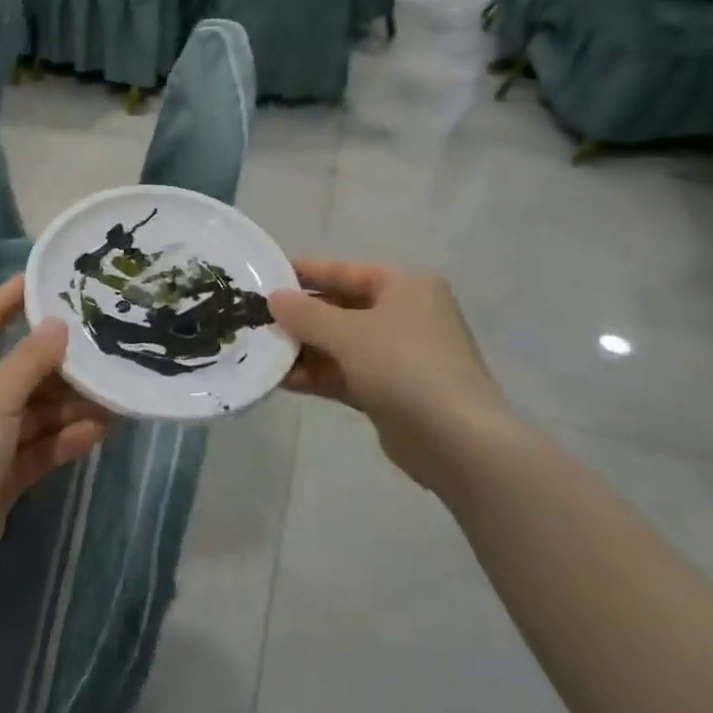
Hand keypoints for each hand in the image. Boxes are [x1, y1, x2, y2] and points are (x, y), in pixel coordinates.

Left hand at [0, 277, 109, 605]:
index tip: (52, 277)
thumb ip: (31, 359)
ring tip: (114, 393)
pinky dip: (63, 439)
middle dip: (59, 361)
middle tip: (104, 343)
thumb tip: (59, 323)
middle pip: (19, 367)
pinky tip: (99, 432)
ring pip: (34, 410)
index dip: (14, 297)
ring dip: (69, 404)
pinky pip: (37, 446)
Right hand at [270, 261, 509, 492]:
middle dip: (300, 317)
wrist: (457, 441)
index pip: (344, 271)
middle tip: (255, 319)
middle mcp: (405, 314)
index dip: (304, 272)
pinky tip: (281, 380)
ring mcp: (400, 355)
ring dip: (304, 349)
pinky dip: (318, 375)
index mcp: (405, 286)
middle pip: (341, 308)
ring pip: (341, 344)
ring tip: (260, 351)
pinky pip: (347, 373)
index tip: (265, 275)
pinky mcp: (392, 391)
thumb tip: (274, 298)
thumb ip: (306, 314)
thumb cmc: (404, 366)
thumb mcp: (348, 333)